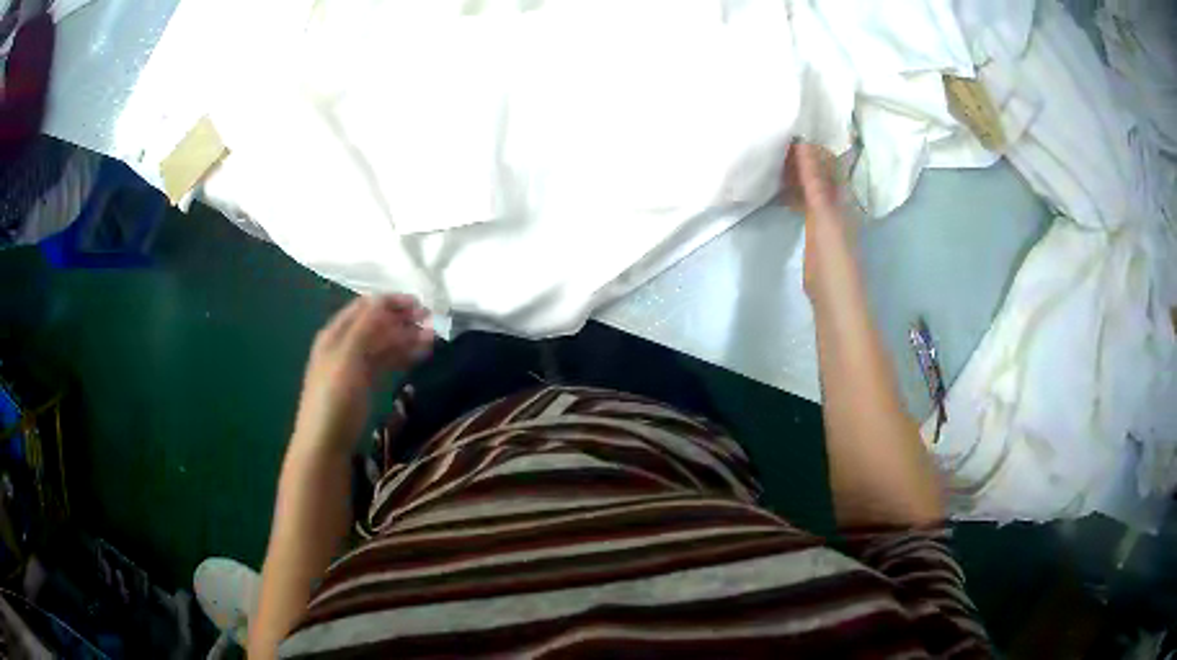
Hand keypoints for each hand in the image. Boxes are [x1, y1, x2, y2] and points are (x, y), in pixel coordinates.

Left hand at [292, 295, 433, 454]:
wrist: (325, 446)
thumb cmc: (334, 400)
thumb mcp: (347, 359)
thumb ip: (366, 328)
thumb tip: (384, 299)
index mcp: (335, 333)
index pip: (366, 306)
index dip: (392, 302)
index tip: (420, 305)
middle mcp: (344, 345)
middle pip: (376, 323)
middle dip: (403, 320)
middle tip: (432, 323)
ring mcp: (354, 366)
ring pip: (384, 343)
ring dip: (407, 338)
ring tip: (433, 340)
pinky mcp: (364, 385)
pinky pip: (385, 362)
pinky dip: (402, 356)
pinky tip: (420, 356)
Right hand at [784, 142, 850, 297]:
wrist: (833, 296)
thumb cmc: (833, 255)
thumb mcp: (823, 214)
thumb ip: (814, 182)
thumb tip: (804, 145)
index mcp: (841, 196)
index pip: (827, 162)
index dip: (810, 149)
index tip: (786, 137)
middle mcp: (835, 202)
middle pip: (818, 173)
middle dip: (799, 160)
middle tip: (772, 148)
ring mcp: (825, 217)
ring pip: (810, 188)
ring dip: (794, 176)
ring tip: (770, 164)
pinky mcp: (814, 232)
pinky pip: (803, 204)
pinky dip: (792, 195)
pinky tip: (777, 193)